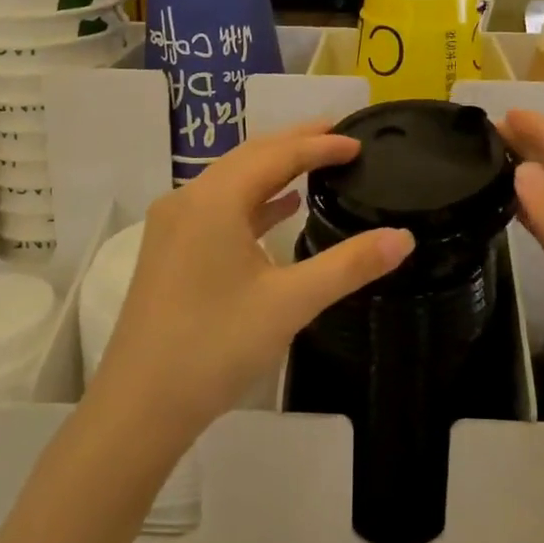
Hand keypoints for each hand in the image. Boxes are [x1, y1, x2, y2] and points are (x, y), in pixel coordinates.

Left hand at [87, 123, 414, 454]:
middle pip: (251, 156)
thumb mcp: (290, 303)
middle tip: (339, 135)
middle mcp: (189, 199)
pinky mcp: (170, 250)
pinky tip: (281, 207)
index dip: (320, 145)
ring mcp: (174, 225)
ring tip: (316, 162)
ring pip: (232, 180)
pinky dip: (254, 200)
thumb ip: (349, 265)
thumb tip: (404, 237)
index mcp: (215, 200)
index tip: (359, 142)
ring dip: (274, 168)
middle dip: (296, 143)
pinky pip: (219, 206)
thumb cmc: (216, 346)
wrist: (139, 407)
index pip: (278, 155)